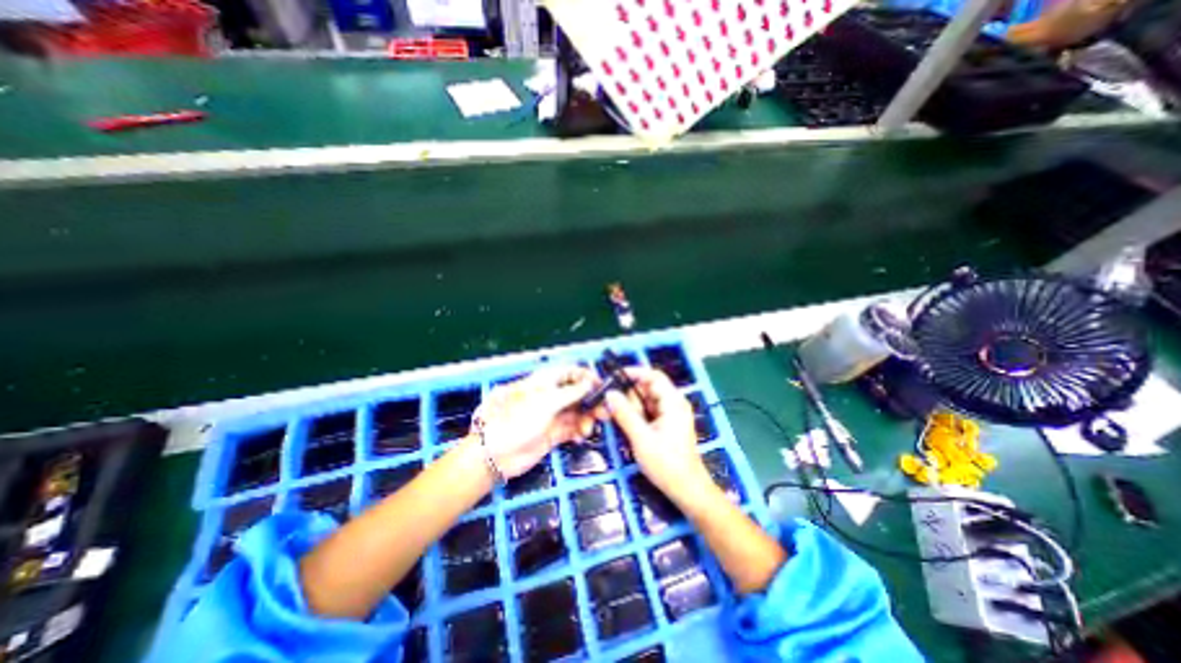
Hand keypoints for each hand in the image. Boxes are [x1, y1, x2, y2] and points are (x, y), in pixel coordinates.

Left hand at [474, 364, 599, 479]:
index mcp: (546, 381)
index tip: (602, 386)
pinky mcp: (552, 434)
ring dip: (587, 418)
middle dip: (591, 401)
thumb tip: (589, 382)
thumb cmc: (517, 419)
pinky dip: (578, 431)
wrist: (495, 454)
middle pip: (578, 393)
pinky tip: (579, 437)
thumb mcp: (546, 401)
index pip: (571, 372)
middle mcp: (551, 396)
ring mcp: (552, 415)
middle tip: (604, 412)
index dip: (587, 376)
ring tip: (587, 429)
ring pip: (577, 412)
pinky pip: (572, 429)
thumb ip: (571, 392)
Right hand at [603, 369, 715, 504]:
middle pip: (647, 389)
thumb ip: (625, 414)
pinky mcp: (666, 426)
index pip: (653, 376)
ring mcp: (670, 415)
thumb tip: (609, 393)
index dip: (634, 373)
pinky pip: (648, 413)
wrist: (687, 490)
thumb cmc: (667, 464)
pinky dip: (636, 416)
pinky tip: (625, 425)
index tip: (614, 377)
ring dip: (630, 407)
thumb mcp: (641, 438)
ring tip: (613, 416)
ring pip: (645, 402)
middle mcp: (673, 404)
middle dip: (628, 394)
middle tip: (608, 404)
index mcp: (673, 402)